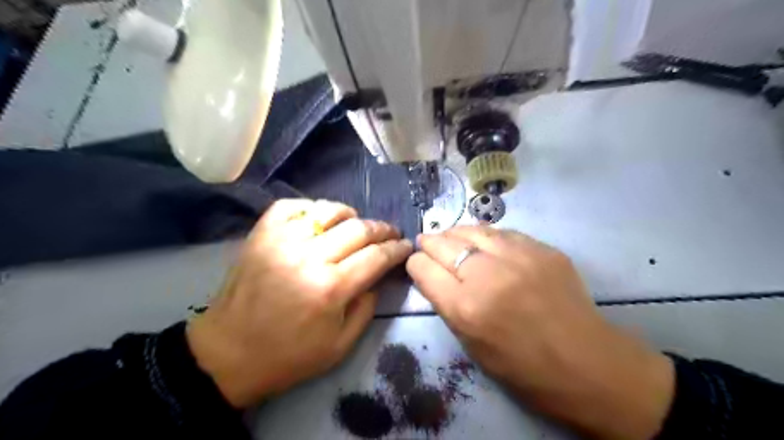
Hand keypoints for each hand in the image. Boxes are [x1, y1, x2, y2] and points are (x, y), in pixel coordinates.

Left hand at [185, 199, 412, 409]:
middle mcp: (309, 256)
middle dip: (382, 229)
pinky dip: (311, 208)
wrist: (229, 352)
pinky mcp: (261, 234)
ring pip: (329, 210)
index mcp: (331, 288)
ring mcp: (282, 240)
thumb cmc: (289, 355)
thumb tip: (378, 275)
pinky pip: (292, 205)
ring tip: (356, 225)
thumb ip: (367, 306)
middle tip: (390, 234)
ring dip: (350, 215)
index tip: (406, 246)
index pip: (377, 256)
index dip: (397, 249)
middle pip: (359, 228)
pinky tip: (318, 221)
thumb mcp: (341, 345)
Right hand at [407, 227, 670, 439]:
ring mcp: (519, 257)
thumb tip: (433, 274)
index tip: (417, 265)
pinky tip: (484, 241)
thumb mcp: (471, 345)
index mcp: (466, 308)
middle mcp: (488, 275)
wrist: (588, 364)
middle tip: (427, 243)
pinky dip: (486, 236)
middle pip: (443, 243)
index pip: (423, 268)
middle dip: (429, 243)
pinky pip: (502, 232)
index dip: (415, 264)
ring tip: (451, 237)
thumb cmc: (523, 368)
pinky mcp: (543, 248)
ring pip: (471, 229)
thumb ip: (448, 304)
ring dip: (455, 233)